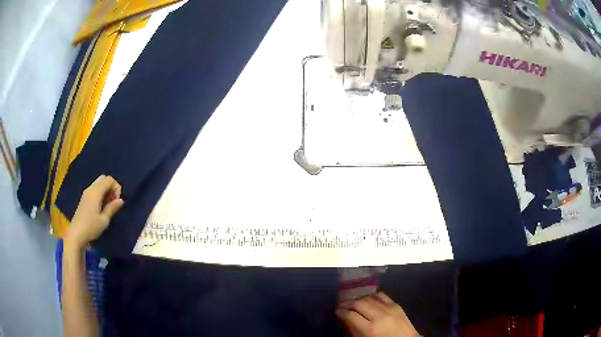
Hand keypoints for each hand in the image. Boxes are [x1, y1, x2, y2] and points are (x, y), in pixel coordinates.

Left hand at [64, 175, 123, 249]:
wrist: (76, 234)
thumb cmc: (91, 227)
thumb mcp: (104, 220)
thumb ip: (112, 208)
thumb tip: (121, 200)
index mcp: (96, 192)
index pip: (109, 179)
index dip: (116, 187)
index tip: (117, 202)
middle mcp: (90, 189)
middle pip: (103, 179)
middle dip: (111, 187)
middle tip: (113, 202)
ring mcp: (86, 193)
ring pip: (99, 184)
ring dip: (106, 191)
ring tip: (108, 206)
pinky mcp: (84, 198)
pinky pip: (95, 190)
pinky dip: (101, 194)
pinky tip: (101, 208)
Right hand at [336, 292, 418, 336]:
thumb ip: (355, 330)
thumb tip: (346, 319)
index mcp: (370, 329)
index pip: (351, 315)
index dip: (341, 312)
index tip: (337, 311)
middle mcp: (379, 316)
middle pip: (359, 303)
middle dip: (348, 303)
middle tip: (341, 305)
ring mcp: (389, 308)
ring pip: (369, 298)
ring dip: (358, 298)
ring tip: (352, 301)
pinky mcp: (396, 305)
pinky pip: (382, 295)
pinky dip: (372, 295)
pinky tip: (367, 298)